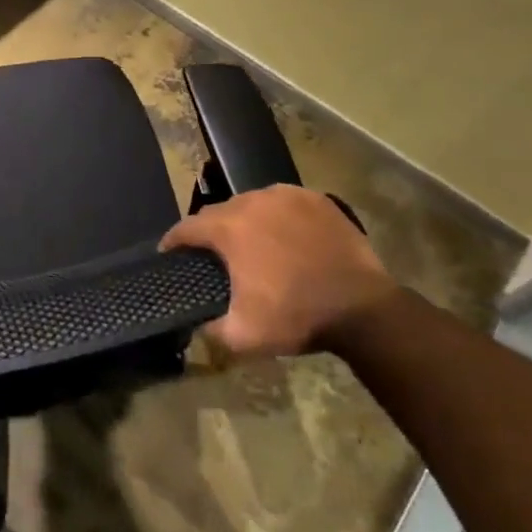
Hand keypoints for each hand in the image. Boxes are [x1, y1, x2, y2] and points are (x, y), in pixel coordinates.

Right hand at [162, 184, 400, 359]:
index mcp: (229, 227)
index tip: (168, 253)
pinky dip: (278, 216)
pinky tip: (284, 236)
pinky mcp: (317, 199)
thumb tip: (196, 324)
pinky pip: (284, 202)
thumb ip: (210, 329)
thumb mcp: (243, 335)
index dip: (173, 241)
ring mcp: (287, 196)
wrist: (362, 309)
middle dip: (211, 231)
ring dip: (245, 221)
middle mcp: (253, 201)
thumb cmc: (297, 316)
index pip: (187, 227)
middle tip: (214, 256)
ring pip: (252, 203)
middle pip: (220, 212)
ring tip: (251, 244)